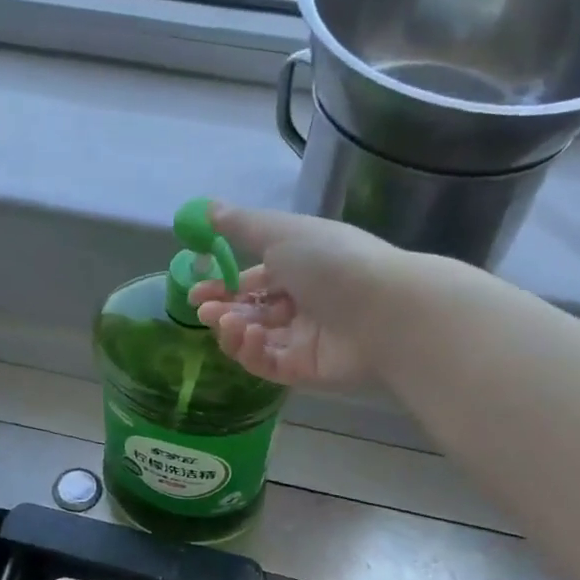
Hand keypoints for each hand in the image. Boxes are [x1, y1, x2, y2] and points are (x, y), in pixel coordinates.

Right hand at [186, 204, 401, 388]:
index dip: (223, 286)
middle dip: (222, 310)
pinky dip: (251, 352)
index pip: (254, 281)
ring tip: (226, 322)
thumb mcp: (282, 232)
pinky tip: (247, 337)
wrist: (384, 311)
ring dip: (233, 331)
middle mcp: (303, 304)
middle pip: (251, 312)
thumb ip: (241, 224)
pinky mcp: (305, 371)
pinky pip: (268, 364)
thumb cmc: (331, 262)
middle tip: (203, 311)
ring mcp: (304, 339)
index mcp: (300, 268)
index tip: (196, 292)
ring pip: (255, 340)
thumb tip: (206, 209)